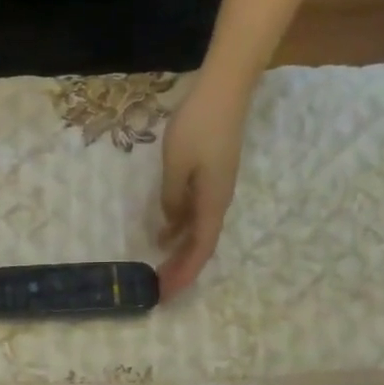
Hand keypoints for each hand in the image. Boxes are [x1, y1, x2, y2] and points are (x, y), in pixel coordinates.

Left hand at [158, 73, 248, 297]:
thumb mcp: (176, 165)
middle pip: (201, 246)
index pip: (200, 250)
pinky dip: (182, 230)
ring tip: (160, 270)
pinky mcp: (212, 179)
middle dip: (181, 270)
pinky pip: (197, 215)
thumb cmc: (198, 126)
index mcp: (212, 203)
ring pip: (198, 232)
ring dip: (181, 253)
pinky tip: (165, 235)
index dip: (184, 274)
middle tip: (159, 289)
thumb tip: (171, 225)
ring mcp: (216, 191)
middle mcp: (218, 203)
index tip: (166, 293)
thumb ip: (172, 199)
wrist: (224, 90)